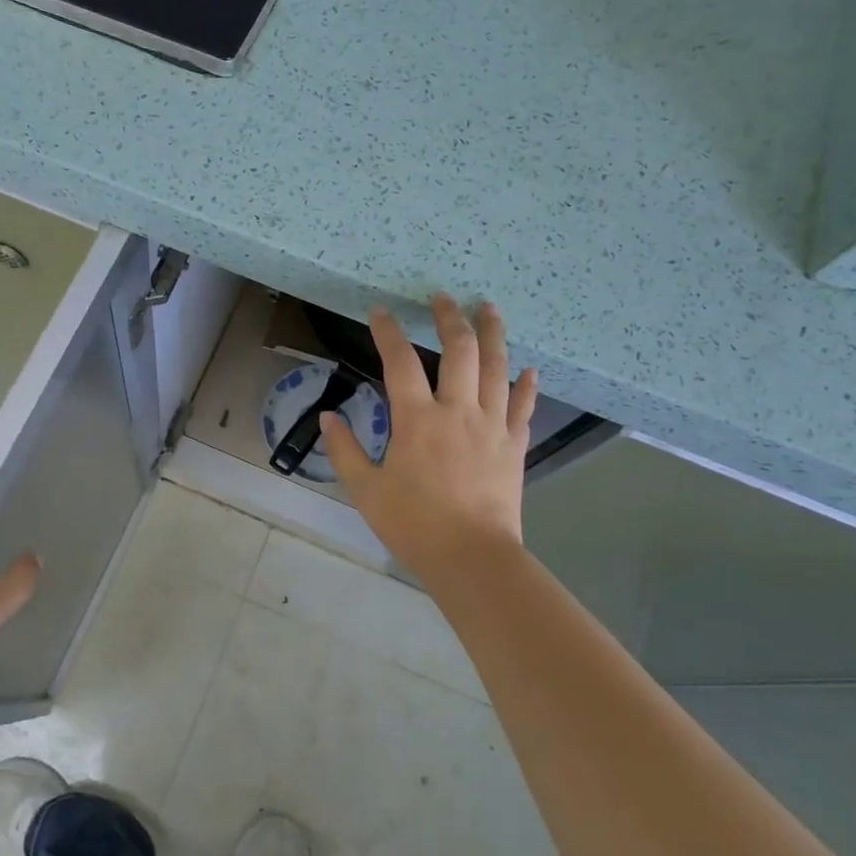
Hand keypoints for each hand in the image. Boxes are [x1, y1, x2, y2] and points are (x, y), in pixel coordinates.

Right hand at [320, 293, 536, 581]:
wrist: (472, 558)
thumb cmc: (414, 524)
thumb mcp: (365, 490)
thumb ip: (344, 450)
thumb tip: (327, 418)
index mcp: (417, 419)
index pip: (400, 362)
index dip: (388, 332)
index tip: (380, 311)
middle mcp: (458, 411)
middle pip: (460, 351)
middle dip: (450, 318)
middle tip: (443, 297)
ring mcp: (492, 425)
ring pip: (497, 368)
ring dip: (493, 334)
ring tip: (489, 308)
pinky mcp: (514, 445)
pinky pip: (523, 406)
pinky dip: (525, 385)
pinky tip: (528, 369)